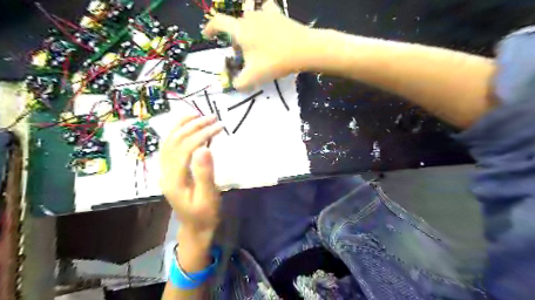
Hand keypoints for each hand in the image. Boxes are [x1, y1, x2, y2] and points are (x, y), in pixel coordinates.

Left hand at [161, 114, 223, 242]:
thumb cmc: (205, 214)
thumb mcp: (208, 197)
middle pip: (174, 141)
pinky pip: (170, 147)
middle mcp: (165, 172)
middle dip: (193, 126)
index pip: (185, 148)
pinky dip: (177, 134)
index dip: (201, 134)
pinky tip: (187, 128)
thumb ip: (205, 173)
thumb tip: (204, 148)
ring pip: (168, 142)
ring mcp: (165, 171)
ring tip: (197, 115)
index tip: (218, 126)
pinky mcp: (170, 171)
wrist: (195, 227)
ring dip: (182, 126)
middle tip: (212, 117)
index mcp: (174, 179)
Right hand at [204, 0, 314, 90]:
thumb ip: (239, 84)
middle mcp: (250, 18)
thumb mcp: (253, 77)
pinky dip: (264, 15)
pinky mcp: (279, 14)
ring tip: (255, 41)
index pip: (218, 23)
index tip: (207, 35)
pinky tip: (268, 24)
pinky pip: (267, 9)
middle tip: (241, 53)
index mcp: (240, 30)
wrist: (304, 50)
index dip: (210, 28)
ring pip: (250, 16)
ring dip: (248, 27)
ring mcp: (265, 13)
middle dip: (234, 37)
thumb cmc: (275, 62)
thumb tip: (234, 86)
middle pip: (236, 24)